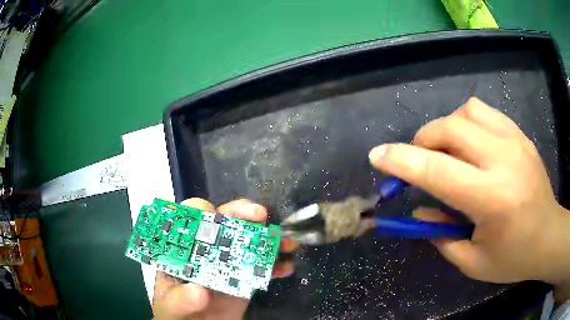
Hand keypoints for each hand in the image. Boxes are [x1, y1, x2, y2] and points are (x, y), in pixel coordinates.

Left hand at [152, 198, 296, 319]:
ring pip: (247, 239)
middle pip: (222, 222)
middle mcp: (206, 250)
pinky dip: (275, 263)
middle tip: (258, 214)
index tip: (212, 214)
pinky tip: (285, 267)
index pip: (189, 221)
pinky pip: (262, 265)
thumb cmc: (179, 312)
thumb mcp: (172, 305)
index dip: (200, 211)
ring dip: (268, 236)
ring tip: (284, 241)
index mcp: (184, 250)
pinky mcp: (244, 276)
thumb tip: (199, 292)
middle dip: (241, 213)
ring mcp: (228, 262)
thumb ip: (181, 299)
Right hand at [369, 97, 569, 300]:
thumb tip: (419, 211)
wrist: (549, 236)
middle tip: (419, 161)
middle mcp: (503, 160)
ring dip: (447, 128)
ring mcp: (514, 141)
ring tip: (447, 151)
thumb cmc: (513, 257)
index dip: (402, 161)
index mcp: (492, 200)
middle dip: (423, 141)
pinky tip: (470, 143)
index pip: (438, 171)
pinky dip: (466, 121)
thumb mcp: (472, 261)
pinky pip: (484, 111)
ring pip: (467, 111)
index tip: (378, 155)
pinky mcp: (519, 134)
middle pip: (451, 129)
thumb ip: (441, 235)